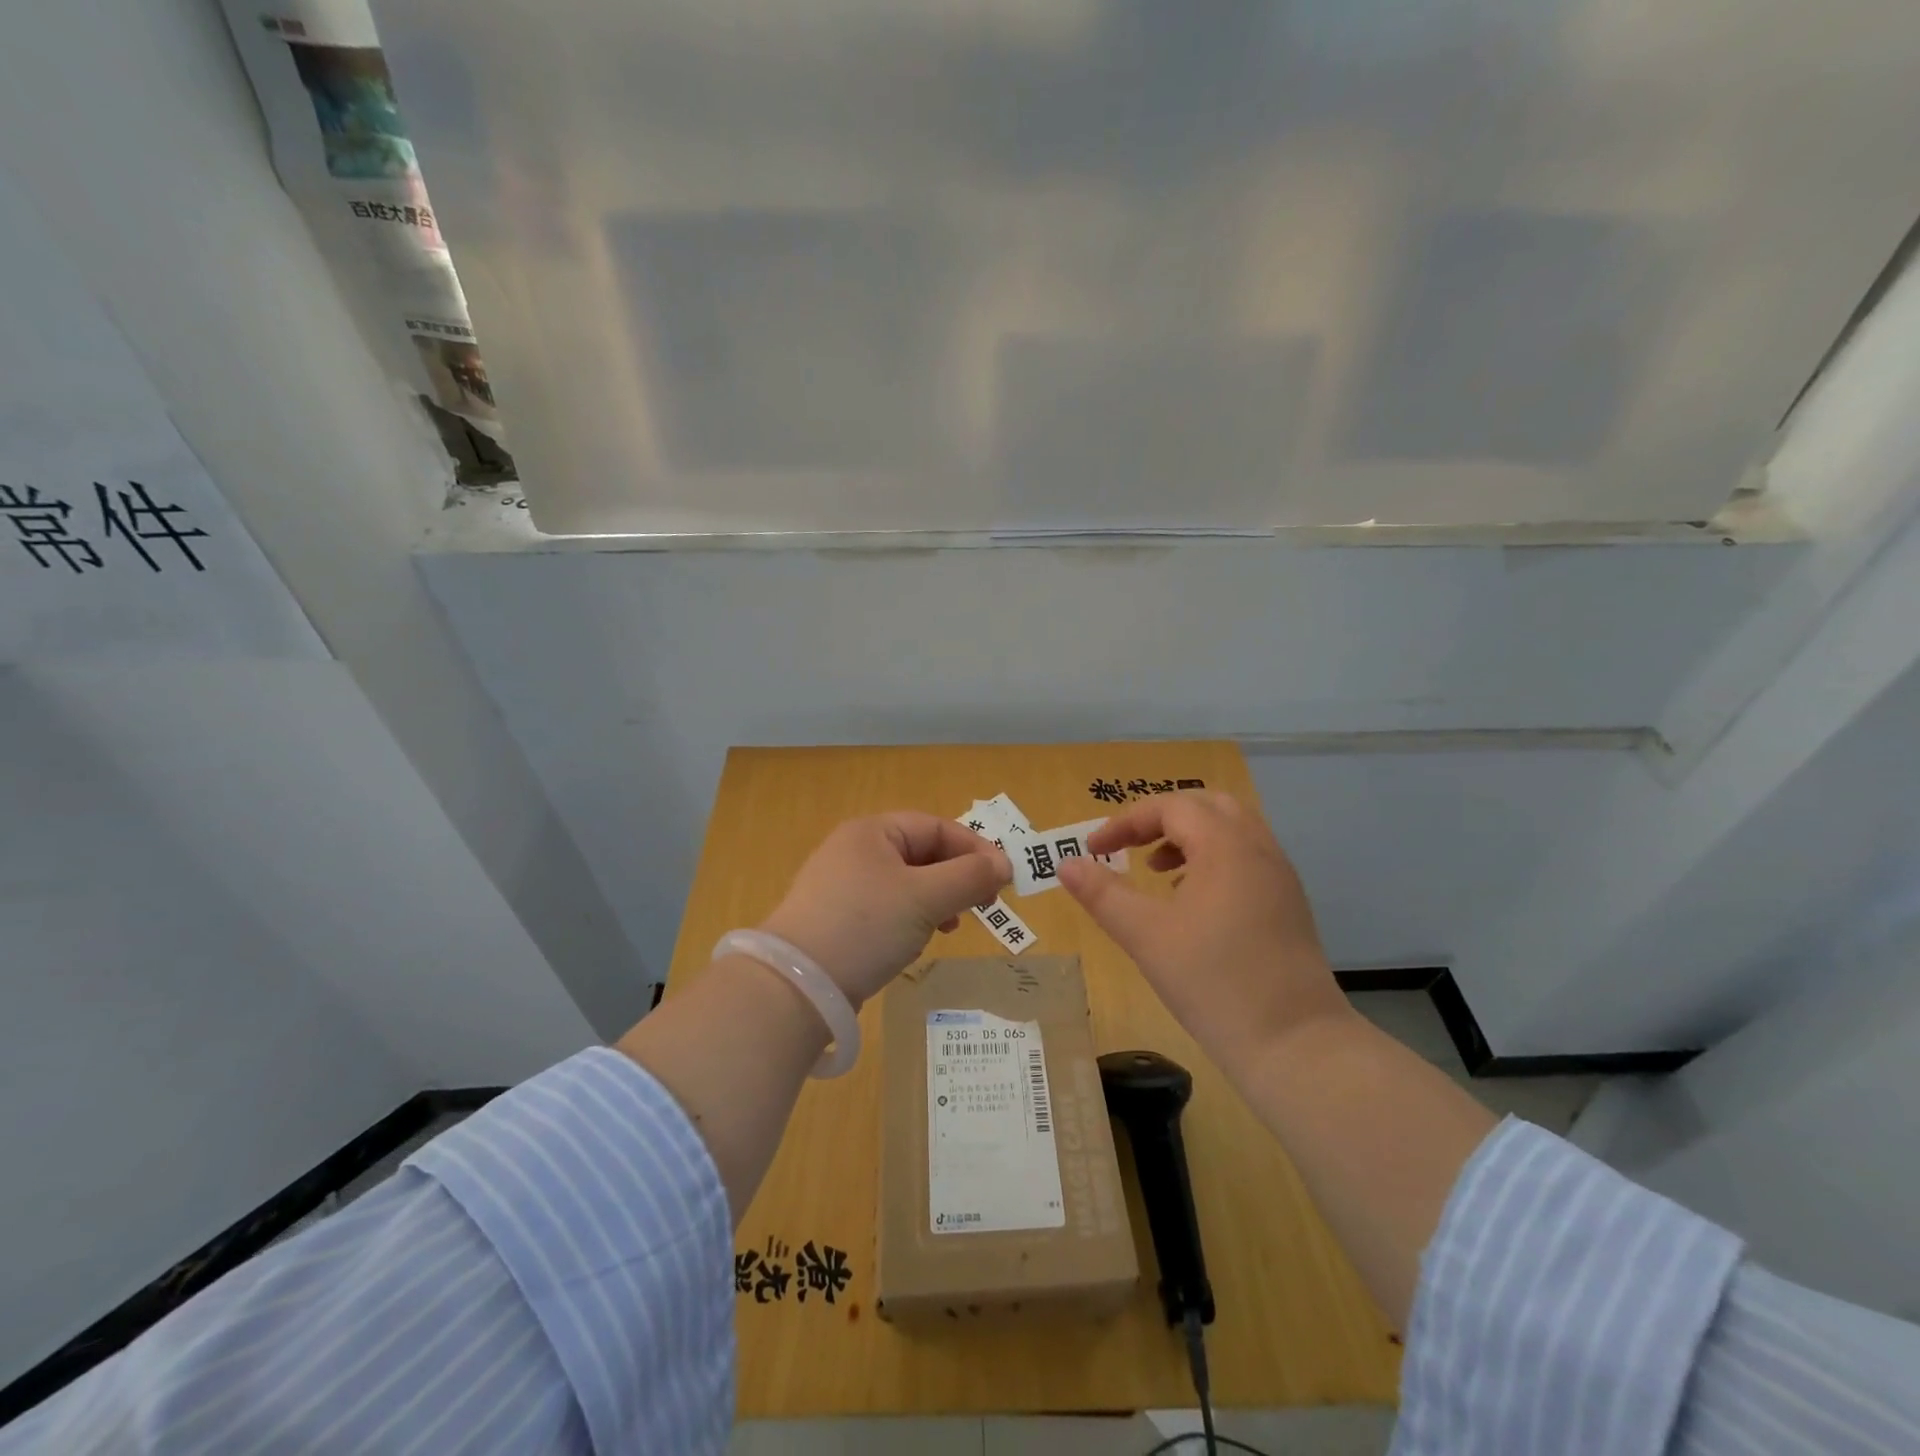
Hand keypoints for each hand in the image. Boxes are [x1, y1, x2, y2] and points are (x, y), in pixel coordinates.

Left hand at [760, 813, 1011, 1006]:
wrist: (797, 985)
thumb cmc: (866, 926)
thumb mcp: (925, 898)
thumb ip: (969, 877)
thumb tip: (1005, 864)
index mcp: (872, 832)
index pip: (935, 827)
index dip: (974, 849)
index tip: (1003, 879)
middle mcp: (854, 850)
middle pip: (921, 853)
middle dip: (956, 877)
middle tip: (984, 905)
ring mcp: (842, 886)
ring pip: (906, 884)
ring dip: (936, 901)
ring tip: (951, 926)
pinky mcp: (837, 919)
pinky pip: (886, 908)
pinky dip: (910, 919)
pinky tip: (916, 943)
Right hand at [1057, 791, 1351, 1064]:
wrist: (1295, 1045)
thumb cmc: (1213, 982)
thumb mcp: (1145, 936)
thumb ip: (1102, 894)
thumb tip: (1065, 863)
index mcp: (1225, 846)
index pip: (1170, 807)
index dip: (1126, 822)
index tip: (1095, 850)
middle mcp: (1258, 848)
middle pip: (1206, 806)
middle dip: (1162, 818)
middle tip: (1131, 847)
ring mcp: (1279, 876)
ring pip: (1231, 830)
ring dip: (1189, 838)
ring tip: (1156, 871)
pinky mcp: (1288, 904)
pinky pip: (1246, 857)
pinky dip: (1213, 859)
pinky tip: (1191, 901)